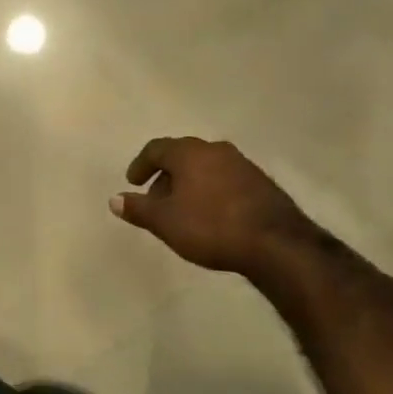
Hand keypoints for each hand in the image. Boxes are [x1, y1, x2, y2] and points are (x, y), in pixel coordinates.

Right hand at [110, 136, 317, 276]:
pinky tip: (214, 215)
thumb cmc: (211, 227)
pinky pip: (226, 180)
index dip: (141, 165)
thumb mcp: (166, 222)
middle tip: (157, 201)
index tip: (133, 183)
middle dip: (166, 176)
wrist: (278, 245)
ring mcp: (243, 164)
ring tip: (184, 210)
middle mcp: (215, 150)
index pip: (156, 149)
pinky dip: (212, 191)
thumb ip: (138, 209)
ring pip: (206, 168)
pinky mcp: (262, 183)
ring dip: (190, 184)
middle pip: (182, 156)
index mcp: (189, 152)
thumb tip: (114, 199)